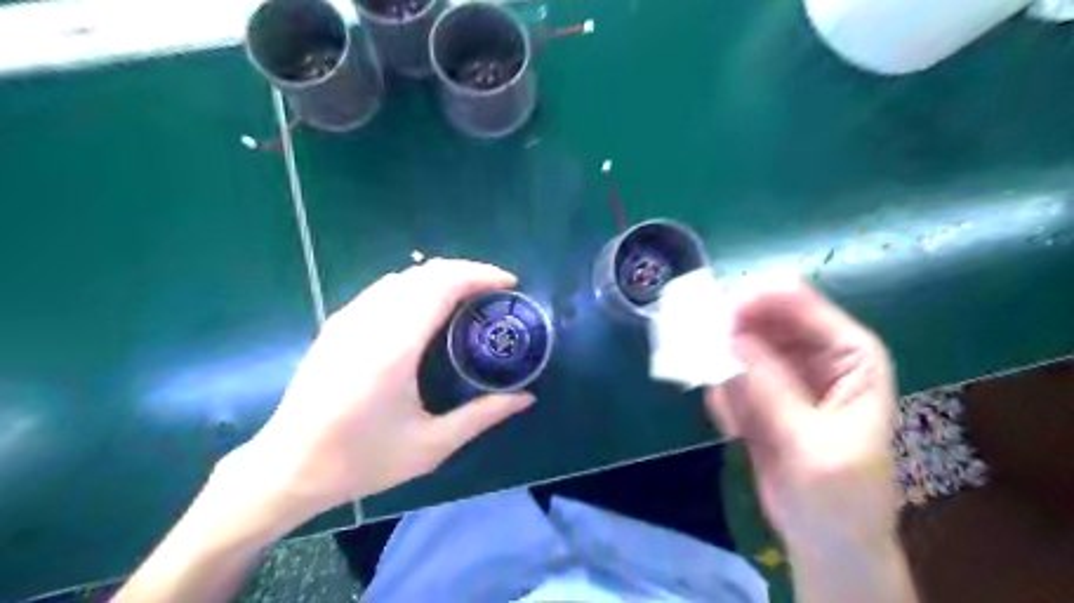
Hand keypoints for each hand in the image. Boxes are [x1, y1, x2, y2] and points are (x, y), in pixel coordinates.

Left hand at [230, 258, 540, 521]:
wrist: (287, 468)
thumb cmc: (361, 460)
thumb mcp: (430, 446)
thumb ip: (482, 416)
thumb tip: (526, 399)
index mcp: (395, 346)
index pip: (442, 285)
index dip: (479, 275)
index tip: (508, 283)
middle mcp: (370, 321)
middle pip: (425, 272)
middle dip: (466, 271)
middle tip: (495, 290)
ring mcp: (349, 319)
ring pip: (403, 276)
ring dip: (441, 276)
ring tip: (468, 295)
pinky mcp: (337, 324)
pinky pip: (384, 288)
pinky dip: (416, 285)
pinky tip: (427, 307)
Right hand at [706, 283, 898, 551]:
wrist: (825, 539)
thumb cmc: (840, 496)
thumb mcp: (811, 445)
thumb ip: (771, 390)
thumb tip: (728, 340)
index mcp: (849, 352)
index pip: (797, 302)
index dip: (753, 302)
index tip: (714, 321)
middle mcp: (814, 352)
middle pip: (759, 317)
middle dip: (728, 337)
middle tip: (701, 360)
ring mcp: (781, 371)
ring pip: (734, 345)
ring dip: (721, 374)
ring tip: (732, 418)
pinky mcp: (756, 391)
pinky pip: (724, 374)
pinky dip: (720, 397)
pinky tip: (733, 430)